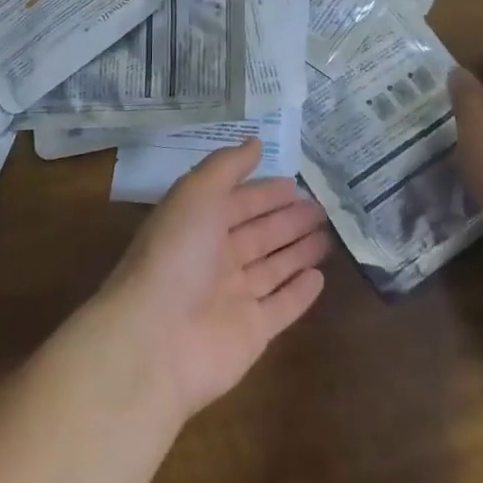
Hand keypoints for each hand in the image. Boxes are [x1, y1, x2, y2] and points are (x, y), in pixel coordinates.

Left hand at [99, 139, 329, 420]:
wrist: (154, 340)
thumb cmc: (175, 255)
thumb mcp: (196, 194)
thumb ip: (227, 166)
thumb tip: (255, 141)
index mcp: (198, 225)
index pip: (237, 203)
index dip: (264, 193)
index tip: (295, 184)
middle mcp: (215, 260)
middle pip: (258, 235)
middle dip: (287, 220)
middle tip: (321, 208)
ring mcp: (234, 298)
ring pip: (273, 269)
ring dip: (298, 251)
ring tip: (328, 236)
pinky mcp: (252, 333)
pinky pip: (281, 308)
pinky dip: (299, 293)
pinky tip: (319, 278)